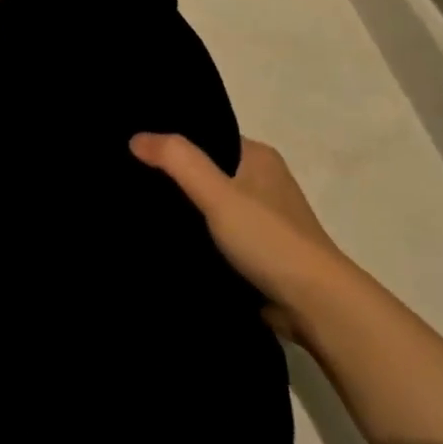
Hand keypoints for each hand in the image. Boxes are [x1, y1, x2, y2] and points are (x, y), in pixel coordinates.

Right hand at [131, 133, 353, 345]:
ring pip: (209, 206)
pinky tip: (164, 242)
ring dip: (182, 211)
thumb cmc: (269, 239)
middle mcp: (262, 182)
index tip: (133, 149)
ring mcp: (261, 220)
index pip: (206, 137)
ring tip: (136, 210)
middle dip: (172, 178)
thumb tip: (136, 138)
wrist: (315, 306)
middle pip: (206, 172)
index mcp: (258, 157)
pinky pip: (215, 236)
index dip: (172, 142)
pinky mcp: (257, 253)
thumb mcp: (218, 193)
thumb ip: (177, 161)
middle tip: (126, 181)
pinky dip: (194, 237)